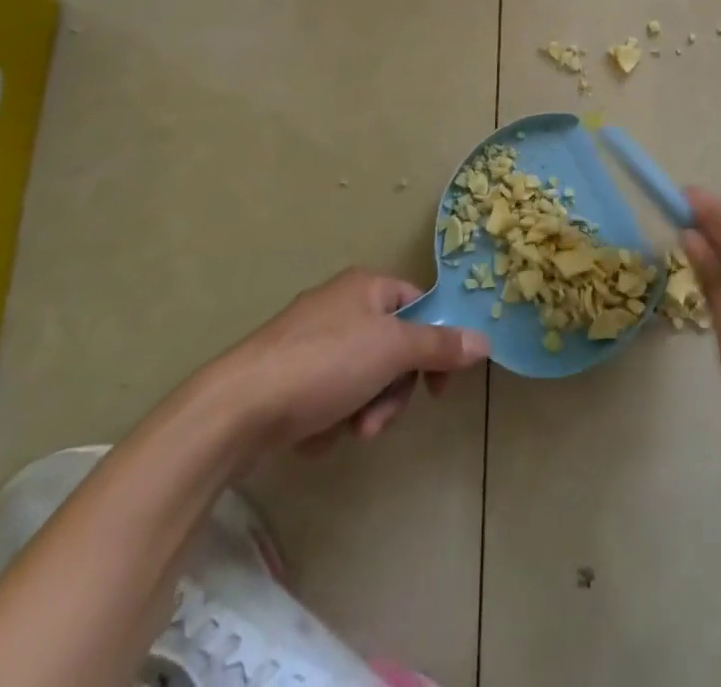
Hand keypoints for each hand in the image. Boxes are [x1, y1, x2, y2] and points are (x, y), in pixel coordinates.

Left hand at [208, 268, 488, 452]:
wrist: (237, 408)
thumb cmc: (324, 364)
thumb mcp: (392, 351)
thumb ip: (440, 346)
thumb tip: (483, 340)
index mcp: (366, 286)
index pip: (420, 306)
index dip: (436, 344)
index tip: (438, 388)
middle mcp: (341, 306)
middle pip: (393, 348)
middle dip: (392, 391)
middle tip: (376, 420)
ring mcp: (311, 342)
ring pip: (364, 378)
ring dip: (364, 410)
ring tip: (345, 431)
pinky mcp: (289, 377)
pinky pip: (331, 397)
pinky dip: (330, 418)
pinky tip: (312, 433)